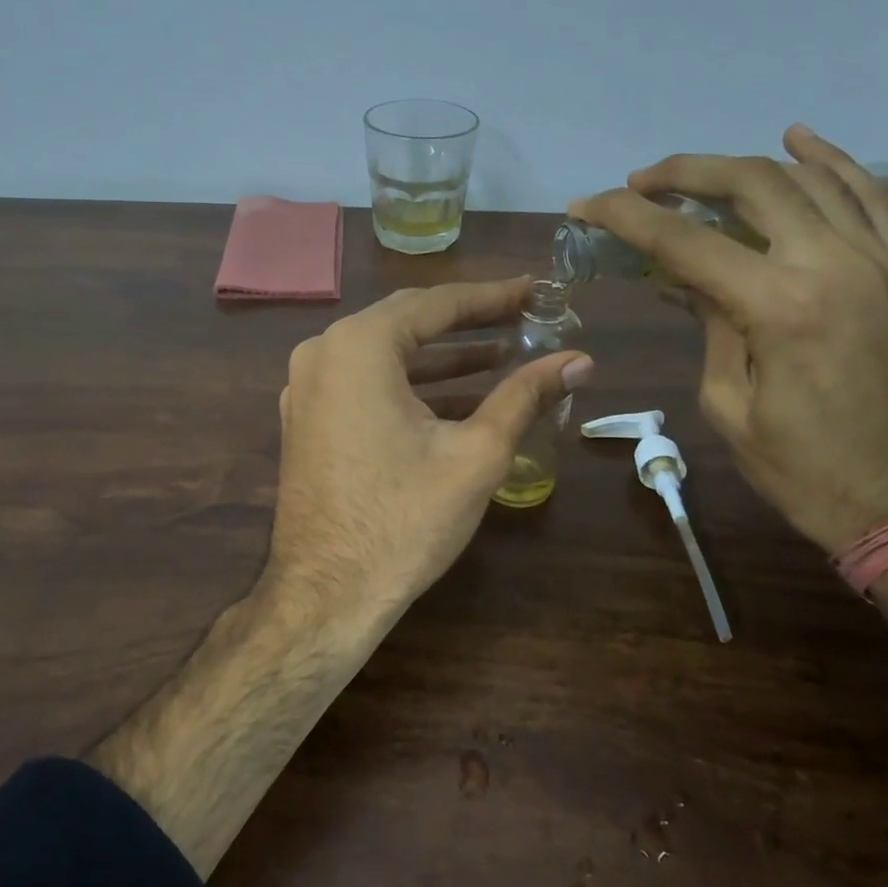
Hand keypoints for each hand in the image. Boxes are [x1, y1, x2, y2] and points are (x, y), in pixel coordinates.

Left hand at [265, 279, 593, 637]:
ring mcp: (306, 388)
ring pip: (385, 355)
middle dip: (468, 322)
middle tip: (522, 318)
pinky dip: (409, 385)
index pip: (436, 303)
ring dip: (441, 357)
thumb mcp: (476, 453)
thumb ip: (526, 395)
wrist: (326, 595)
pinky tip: (455, 397)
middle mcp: (323, 353)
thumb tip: (581, 359)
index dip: (491, 297)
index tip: (534, 291)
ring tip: (501, 357)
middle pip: (407, 322)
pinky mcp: (306, 420)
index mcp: (359, 346)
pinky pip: (364, 383)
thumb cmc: (404, 519)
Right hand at [570, 125, 887, 553]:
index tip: (585, 205)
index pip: (685, 241)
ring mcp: (882, 261)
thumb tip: (689, 279)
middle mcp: (835, 264)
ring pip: (810, 178)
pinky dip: (832, 163)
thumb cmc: (805, 471)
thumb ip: (711, 326)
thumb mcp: (730, 405)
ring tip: (698, 172)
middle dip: (684, 173)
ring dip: (745, 165)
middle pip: (751, 185)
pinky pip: (871, 196)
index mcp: (780, 306)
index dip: (627, 217)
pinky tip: (800, 143)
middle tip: (639, 182)